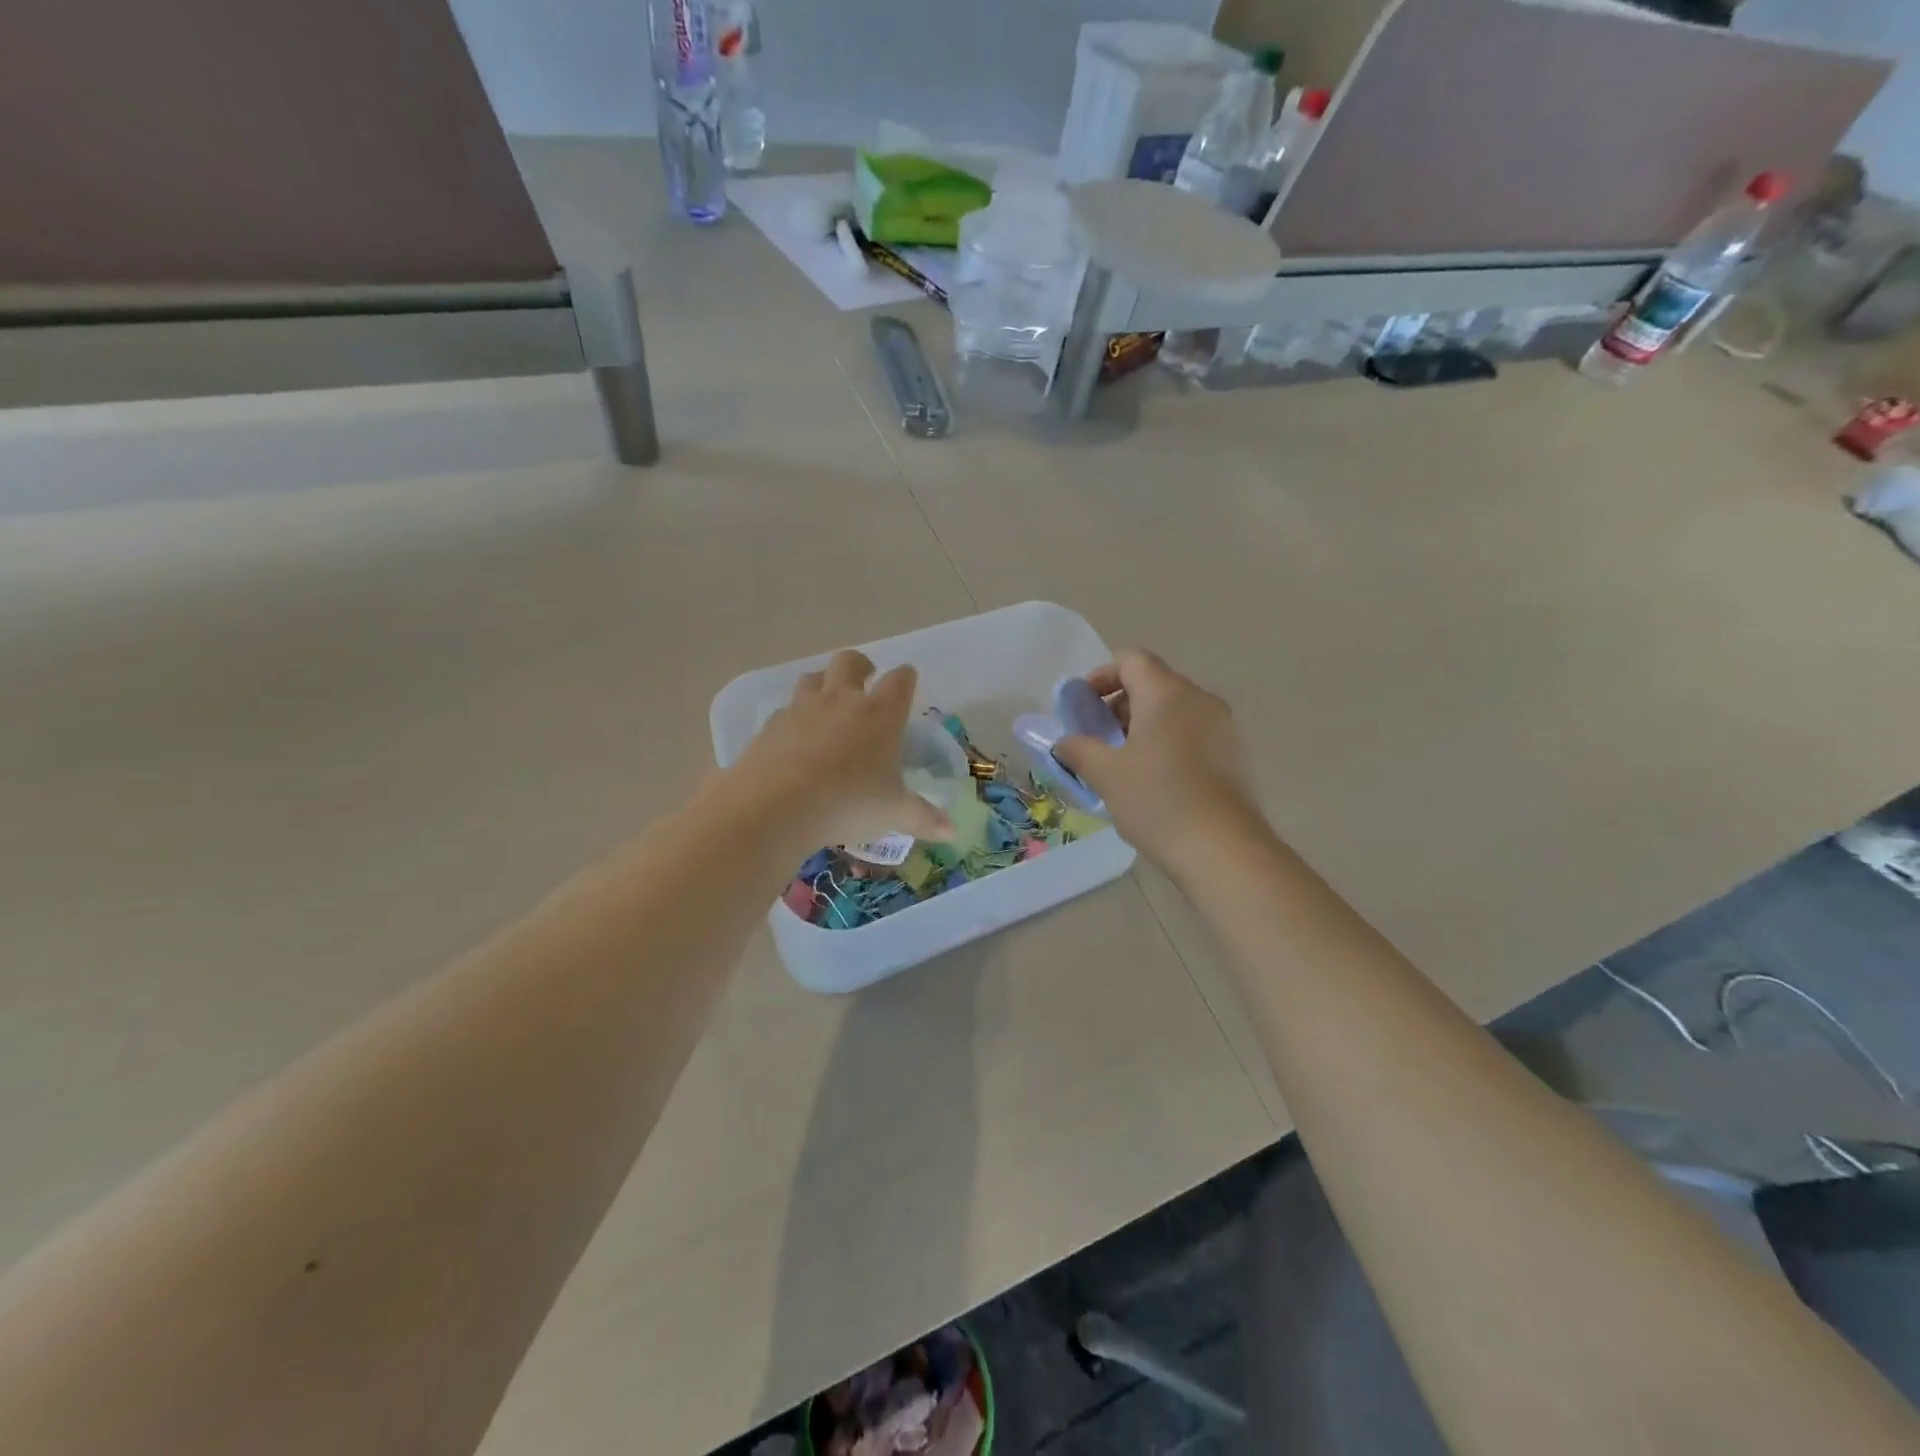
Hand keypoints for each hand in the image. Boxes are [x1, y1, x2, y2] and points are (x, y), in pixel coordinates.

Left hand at [725, 650, 951, 850]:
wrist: (777, 805)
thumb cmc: (849, 803)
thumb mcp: (893, 813)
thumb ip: (923, 818)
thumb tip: (951, 831)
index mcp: (880, 715)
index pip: (899, 681)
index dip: (905, 677)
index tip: (907, 679)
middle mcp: (841, 701)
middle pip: (850, 662)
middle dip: (861, 665)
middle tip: (865, 677)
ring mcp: (801, 709)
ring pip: (812, 678)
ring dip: (823, 684)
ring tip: (827, 703)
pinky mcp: (770, 726)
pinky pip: (784, 710)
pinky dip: (793, 718)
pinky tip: (794, 740)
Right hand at [1053, 649, 1265, 875]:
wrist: (1223, 849)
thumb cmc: (1157, 800)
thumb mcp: (1105, 774)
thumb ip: (1078, 749)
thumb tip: (1064, 742)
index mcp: (1167, 693)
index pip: (1131, 660)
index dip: (1101, 676)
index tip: (1083, 707)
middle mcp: (1199, 699)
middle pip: (1153, 683)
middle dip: (1119, 705)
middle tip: (1097, 739)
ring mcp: (1223, 726)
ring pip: (1174, 711)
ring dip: (1143, 726)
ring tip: (1122, 764)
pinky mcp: (1235, 755)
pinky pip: (1193, 734)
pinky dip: (1168, 743)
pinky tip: (1155, 780)